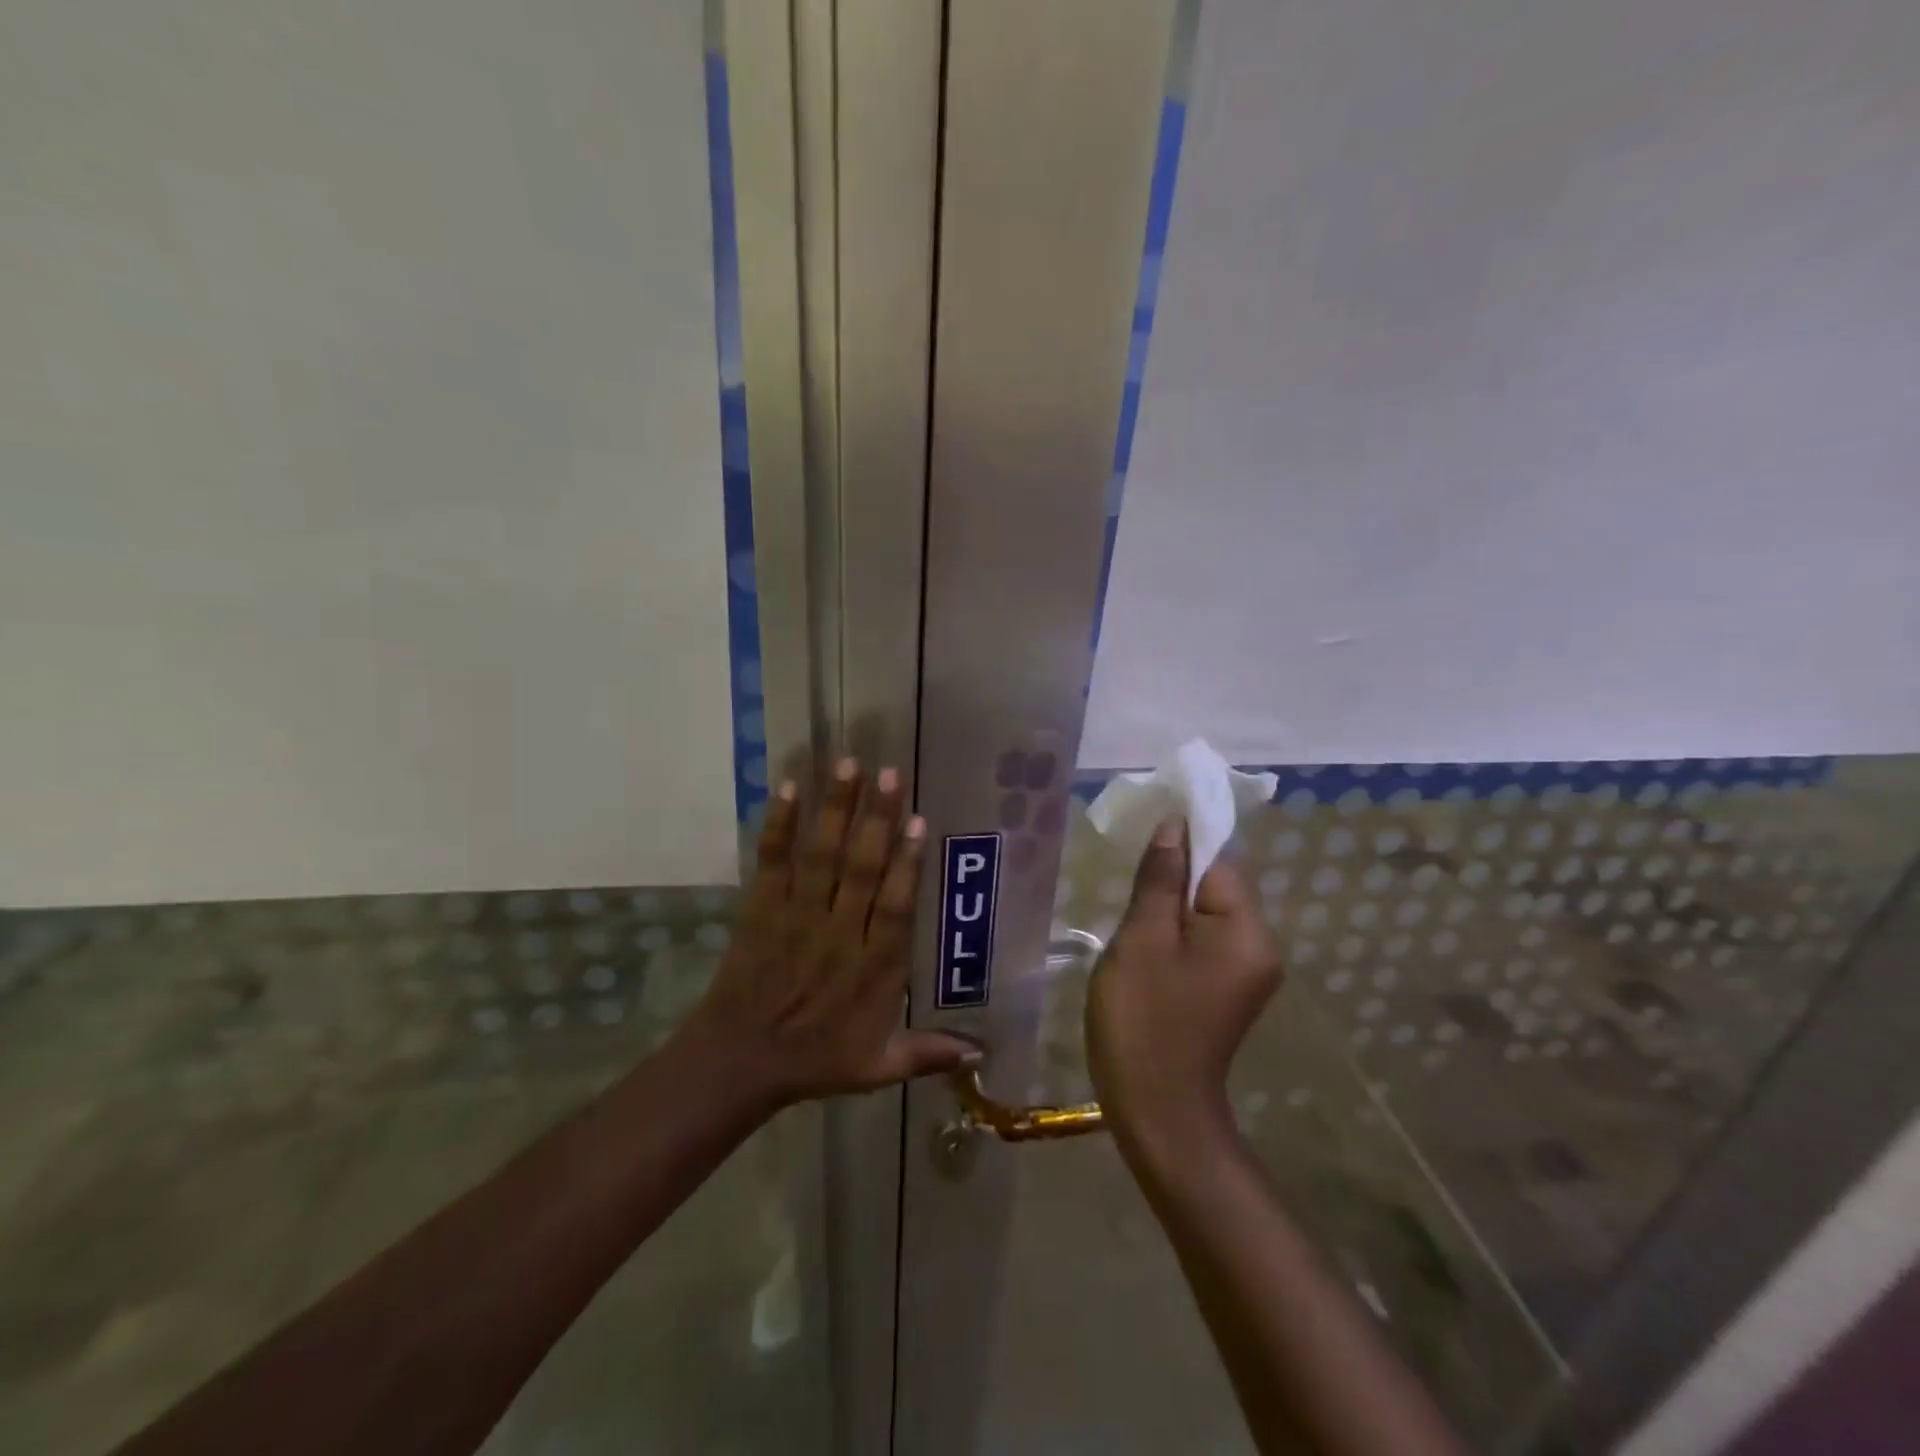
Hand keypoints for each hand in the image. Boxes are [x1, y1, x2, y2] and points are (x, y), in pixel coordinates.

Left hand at [688, 759, 978, 1109]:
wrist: (738, 1062)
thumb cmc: (815, 1061)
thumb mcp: (877, 1067)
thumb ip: (927, 1053)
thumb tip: (982, 1054)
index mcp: (872, 969)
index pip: (894, 907)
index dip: (907, 864)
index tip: (919, 822)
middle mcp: (838, 934)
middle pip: (861, 869)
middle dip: (876, 819)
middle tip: (890, 773)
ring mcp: (796, 917)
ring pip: (822, 856)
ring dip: (836, 809)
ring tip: (849, 765)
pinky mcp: (761, 909)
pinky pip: (772, 862)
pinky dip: (779, 826)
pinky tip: (789, 789)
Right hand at [1086, 819, 1284, 1148]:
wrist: (1157, 1110)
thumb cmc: (1144, 1018)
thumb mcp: (1143, 938)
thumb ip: (1160, 877)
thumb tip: (1174, 825)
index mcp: (1247, 929)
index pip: (1218, 860)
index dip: (1180, 843)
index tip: (1139, 841)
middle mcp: (1261, 944)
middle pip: (1217, 883)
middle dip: (1172, 876)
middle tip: (1127, 887)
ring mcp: (1249, 970)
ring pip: (1207, 911)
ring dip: (1170, 904)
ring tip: (1130, 919)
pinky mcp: (1231, 987)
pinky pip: (1206, 938)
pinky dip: (1176, 931)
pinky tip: (1145, 944)